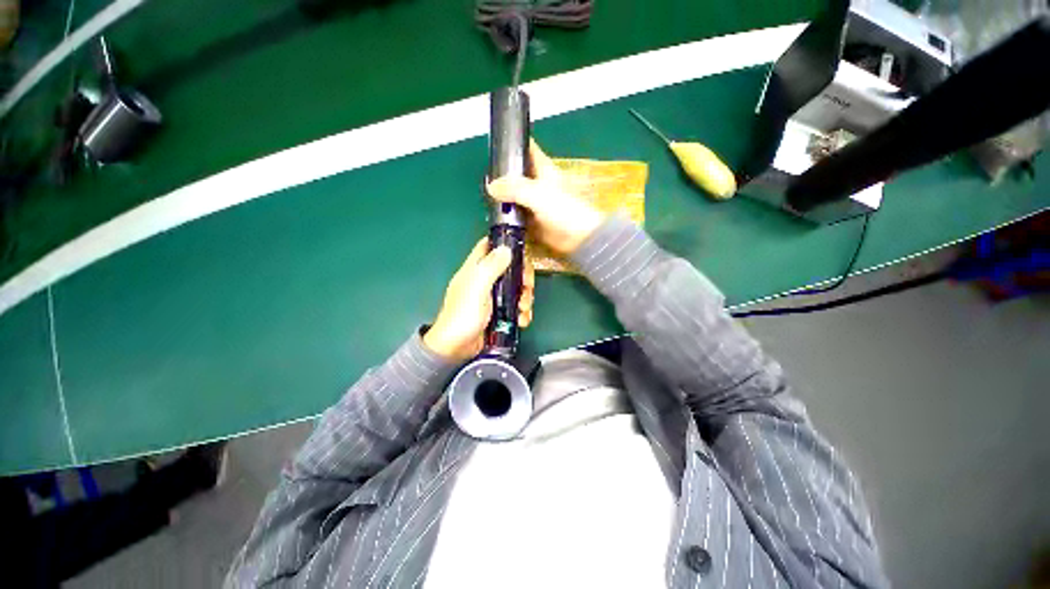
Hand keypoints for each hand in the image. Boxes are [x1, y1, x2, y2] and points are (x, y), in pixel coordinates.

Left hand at [424, 238, 534, 361]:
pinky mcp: (499, 313)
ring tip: (524, 310)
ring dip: (525, 297)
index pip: (490, 246)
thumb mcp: (477, 287)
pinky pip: (516, 306)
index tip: (522, 253)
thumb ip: (491, 266)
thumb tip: (507, 248)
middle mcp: (485, 280)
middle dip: (523, 277)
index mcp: (476, 268)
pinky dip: (522, 312)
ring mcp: (493, 297)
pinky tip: (522, 320)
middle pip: (510, 268)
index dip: (505, 245)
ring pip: (516, 288)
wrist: (455, 348)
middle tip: (527, 288)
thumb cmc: (463, 315)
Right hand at [486, 140, 605, 256]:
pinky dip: (507, 216)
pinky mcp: (533, 222)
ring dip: (502, 198)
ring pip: (514, 197)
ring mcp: (534, 204)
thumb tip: (490, 186)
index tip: (494, 145)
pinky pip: (516, 216)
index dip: (513, 144)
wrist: (578, 239)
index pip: (528, 149)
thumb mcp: (537, 194)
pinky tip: (494, 217)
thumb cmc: (563, 211)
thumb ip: (514, 188)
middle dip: (502, 176)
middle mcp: (538, 184)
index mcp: (543, 170)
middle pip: (517, 175)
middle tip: (483, 179)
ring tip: (484, 198)